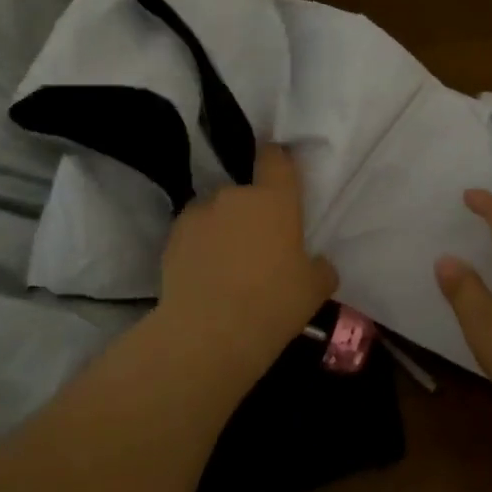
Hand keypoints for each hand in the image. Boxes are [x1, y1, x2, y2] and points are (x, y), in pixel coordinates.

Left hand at [159, 144, 337, 369]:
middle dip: (250, 211)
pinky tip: (204, 276)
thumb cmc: (273, 303)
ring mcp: (199, 214)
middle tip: (257, 245)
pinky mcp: (172, 237)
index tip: (280, 175)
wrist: (209, 333)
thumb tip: (316, 263)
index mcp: (275, 198)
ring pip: (215, 212)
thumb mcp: (315, 289)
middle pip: (244, 191)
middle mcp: (235, 196)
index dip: (277, 161)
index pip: (275, 158)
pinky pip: (192, 234)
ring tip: (226, 264)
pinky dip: (199, 247)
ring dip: (222, 228)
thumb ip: (319, 267)